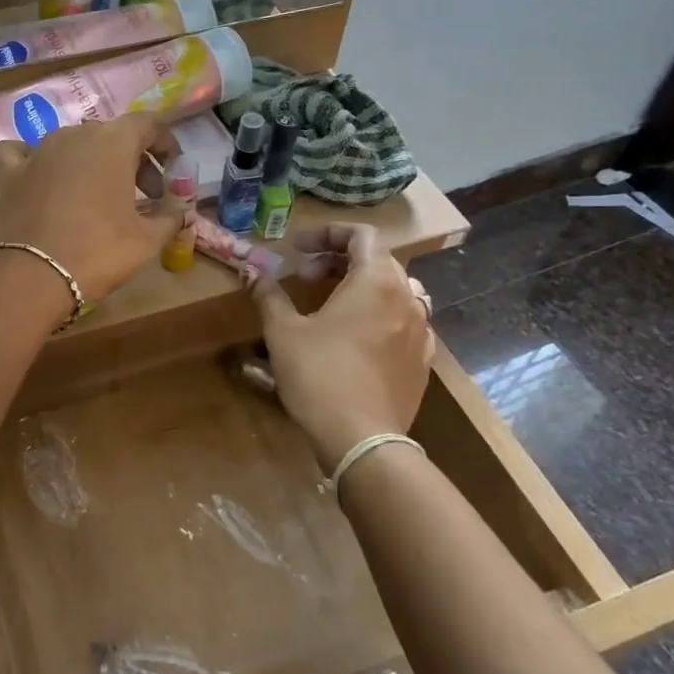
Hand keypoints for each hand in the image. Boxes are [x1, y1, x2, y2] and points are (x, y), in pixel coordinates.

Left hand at [0, 112, 181, 306]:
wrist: (31, 278)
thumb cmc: (98, 253)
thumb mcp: (148, 241)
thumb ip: (170, 217)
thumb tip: (179, 211)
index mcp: (113, 142)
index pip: (148, 124)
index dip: (165, 144)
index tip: (172, 171)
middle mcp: (74, 135)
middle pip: (112, 135)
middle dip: (133, 161)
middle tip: (144, 196)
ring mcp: (37, 151)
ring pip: (72, 144)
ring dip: (91, 163)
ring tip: (98, 197)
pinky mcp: (9, 173)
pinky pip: (22, 154)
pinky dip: (35, 161)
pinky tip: (40, 178)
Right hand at [250, 225, 436, 470]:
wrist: (362, 439)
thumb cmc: (319, 375)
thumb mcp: (283, 332)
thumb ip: (269, 296)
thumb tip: (251, 272)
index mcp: (376, 281)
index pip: (361, 235)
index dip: (326, 234)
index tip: (296, 249)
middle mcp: (407, 298)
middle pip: (378, 261)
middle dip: (339, 260)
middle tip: (305, 277)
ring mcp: (421, 331)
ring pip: (394, 291)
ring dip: (361, 287)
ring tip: (331, 305)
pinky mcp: (422, 361)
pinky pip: (403, 322)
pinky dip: (378, 316)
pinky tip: (355, 339)